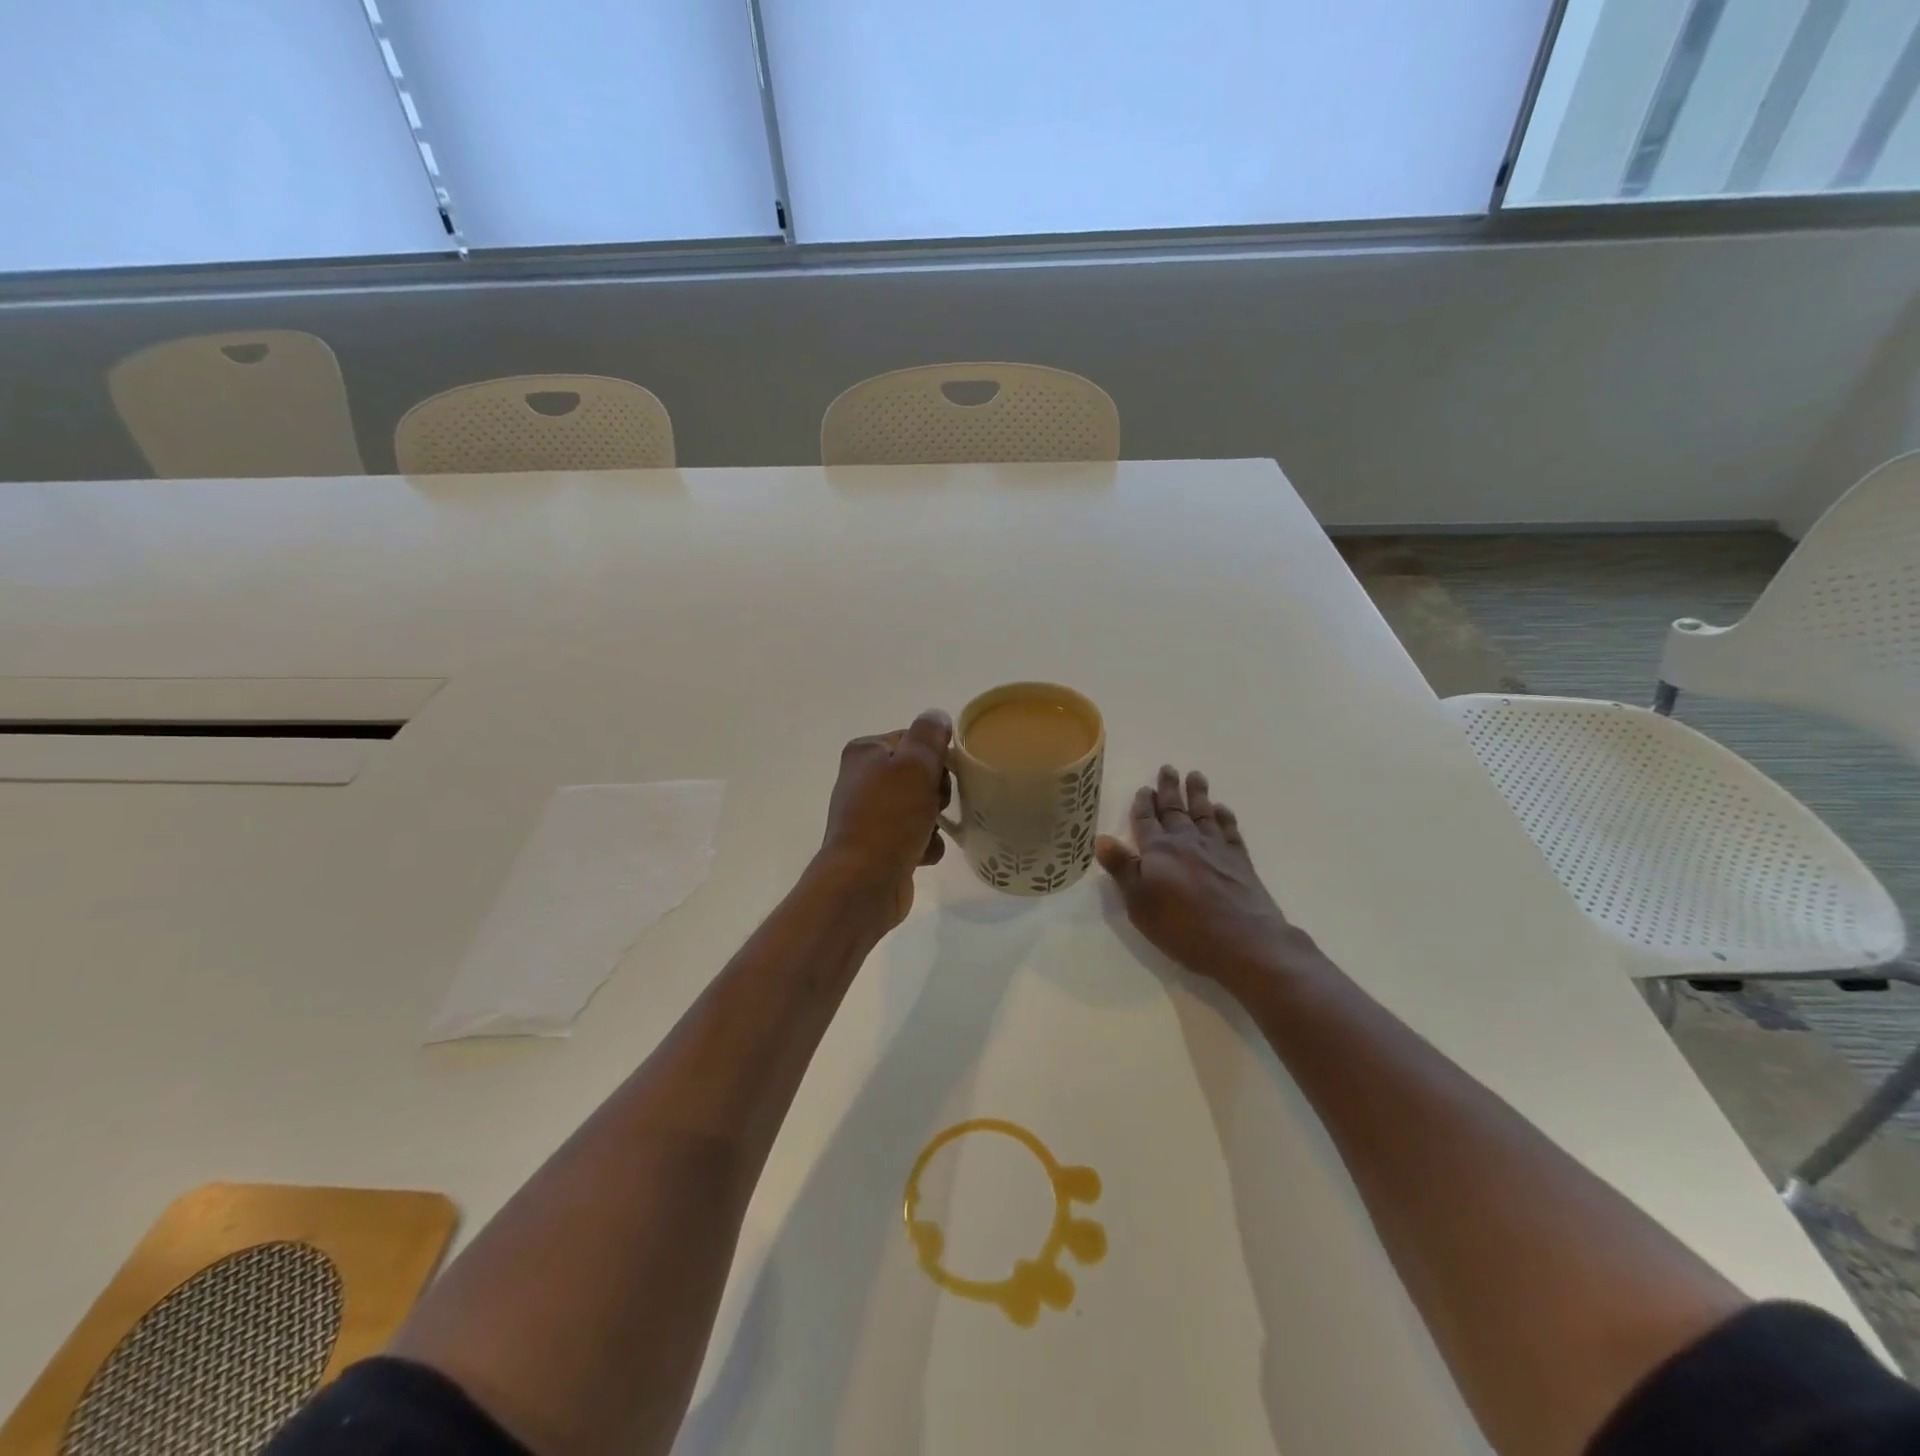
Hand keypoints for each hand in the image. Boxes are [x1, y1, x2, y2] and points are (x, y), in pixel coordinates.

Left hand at [819, 710, 951, 926]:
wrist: (864, 882)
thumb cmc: (890, 816)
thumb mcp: (915, 764)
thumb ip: (929, 734)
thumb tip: (936, 715)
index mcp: (865, 752)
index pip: (913, 739)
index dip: (936, 756)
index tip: (942, 774)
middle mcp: (862, 780)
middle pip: (919, 774)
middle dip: (936, 791)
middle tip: (935, 805)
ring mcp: (869, 815)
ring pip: (921, 806)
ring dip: (934, 820)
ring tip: (928, 832)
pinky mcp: (879, 846)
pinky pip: (916, 836)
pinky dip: (925, 844)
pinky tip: (922, 855)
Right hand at [1096, 766, 1314, 992]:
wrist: (1244, 940)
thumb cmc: (1183, 927)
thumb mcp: (1140, 903)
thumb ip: (1123, 869)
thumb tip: (1101, 839)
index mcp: (1158, 851)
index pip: (1146, 821)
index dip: (1143, 805)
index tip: (1143, 788)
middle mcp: (1186, 842)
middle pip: (1175, 810)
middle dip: (1169, 789)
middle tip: (1168, 768)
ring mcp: (1216, 849)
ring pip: (1203, 813)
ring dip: (1198, 794)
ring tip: (1195, 775)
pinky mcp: (1240, 862)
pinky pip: (1230, 831)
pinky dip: (1225, 817)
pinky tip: (1222, 810)